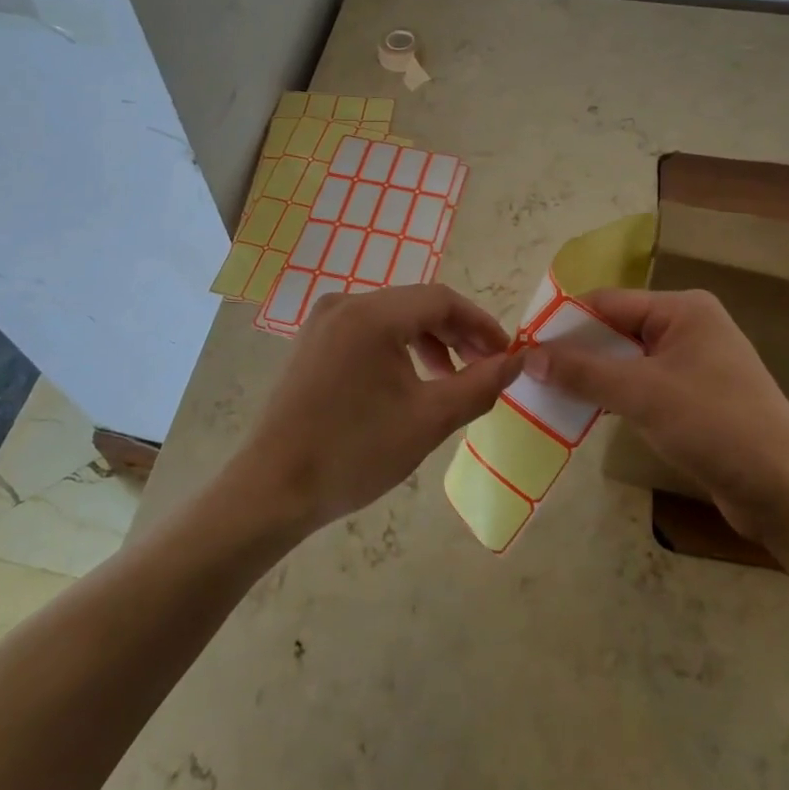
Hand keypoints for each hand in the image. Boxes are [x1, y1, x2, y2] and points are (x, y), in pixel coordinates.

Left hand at [226, 284, 524, 537]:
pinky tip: (410, 383)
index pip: (442, 299)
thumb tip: (517, 362)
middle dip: (456, 334)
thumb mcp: (427, 421)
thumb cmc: (353, 453)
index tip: (506, 355)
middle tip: (484, 370)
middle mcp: (345, 303)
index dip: (481, 324)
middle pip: (416, 305)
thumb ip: (478, 386)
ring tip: (451, 381)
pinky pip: (368, 332)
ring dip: (429, 343)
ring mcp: (323, 321)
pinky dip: (398, 350)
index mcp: (371, 315)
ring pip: (393, 318)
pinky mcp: (312, 342)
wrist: (271, 490)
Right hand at [524, 287, 788, 545]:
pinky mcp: (695, 397)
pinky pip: (643, 385)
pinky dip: (615, 395)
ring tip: (549, 393)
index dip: (564, 323)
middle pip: (616, 329)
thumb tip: (527, 356)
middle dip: (576, 351)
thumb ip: (583, 371)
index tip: (525, 346)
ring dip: (593, 376)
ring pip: (627, 360)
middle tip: (531, 373)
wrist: (787, 493)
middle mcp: (689, 327)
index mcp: (683, 309)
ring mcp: (694, 363)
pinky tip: (586, 411)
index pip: (607, 303)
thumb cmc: (716, 426)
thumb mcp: (643, 394)